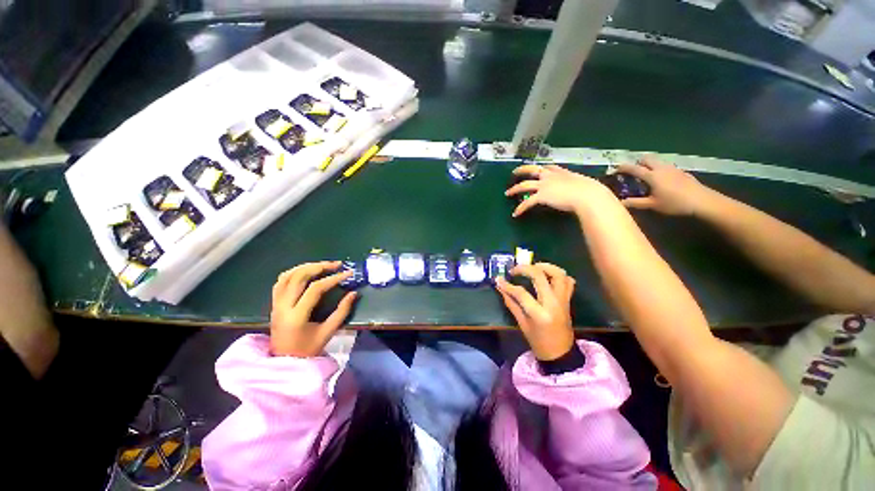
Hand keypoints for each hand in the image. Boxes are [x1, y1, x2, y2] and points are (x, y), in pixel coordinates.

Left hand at [269, 261, 357, 357]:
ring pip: (287, 276)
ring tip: (323, 265)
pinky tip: (306, 271)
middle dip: (319, 267)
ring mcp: (276, 304)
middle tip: (336, 264)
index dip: (333, 279)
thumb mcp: (328, 332)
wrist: (284, 362)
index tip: (348, 273)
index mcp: (297, 316)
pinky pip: (280, 282)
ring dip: (306, 266)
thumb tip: (353, 293)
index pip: (315, 289)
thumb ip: (342, 312)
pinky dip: (294, 272)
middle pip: (299, 277)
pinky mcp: (274, 304)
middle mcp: (283, 306)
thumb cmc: (308, 350)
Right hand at [495, 262, 575, 360]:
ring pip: (558, 274)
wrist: (561, 353)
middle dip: (524, 269)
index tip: (498, 279)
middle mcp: (553, 303)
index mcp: (539, 313)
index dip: (507, 285)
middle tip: (514, 270)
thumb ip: (511, 303)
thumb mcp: (522, 323)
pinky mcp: (568, 299)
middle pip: (540, 276)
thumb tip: (500, 287)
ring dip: (545, 266)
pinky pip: (568, 281)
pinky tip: (547, 275)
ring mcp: (563, 300)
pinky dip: (558, 274)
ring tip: (532, 267)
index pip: (521, 292)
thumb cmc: (538, 341)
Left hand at [505, 164, 619, 217]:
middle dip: (522, 170)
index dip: (541, 168)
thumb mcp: (584, 184)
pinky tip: (515, 214)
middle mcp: (550, 176)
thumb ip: (578, 186)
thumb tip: (584, 191)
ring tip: (507, 193)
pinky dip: (520, 208)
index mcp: (562, 172)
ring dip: (514, 189)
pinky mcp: (541, 196)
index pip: (549, 167)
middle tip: (514, 172)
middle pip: (532, 170)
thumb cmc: (590, 191)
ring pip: (524, 185)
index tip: (537, 168)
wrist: (587, 195)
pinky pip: (527, 202)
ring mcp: (544, 185)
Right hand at [616, 155, 714, 215]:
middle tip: (632, 172)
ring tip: (645, 177)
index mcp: (652, 176)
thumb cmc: (674, 203)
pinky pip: (666, 166)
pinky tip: (661, 181)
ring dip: (649, 165)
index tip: (614, 169)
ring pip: (657, 161)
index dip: (623, 168)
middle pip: (646, 158)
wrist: (702, 201)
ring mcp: (672, 168)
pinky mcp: (681, 172)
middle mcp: (661, 168)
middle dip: (637, 162)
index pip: (634, 168)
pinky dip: (659, 170)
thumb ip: (635, 202)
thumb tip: (620, 202)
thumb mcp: (652, 205)